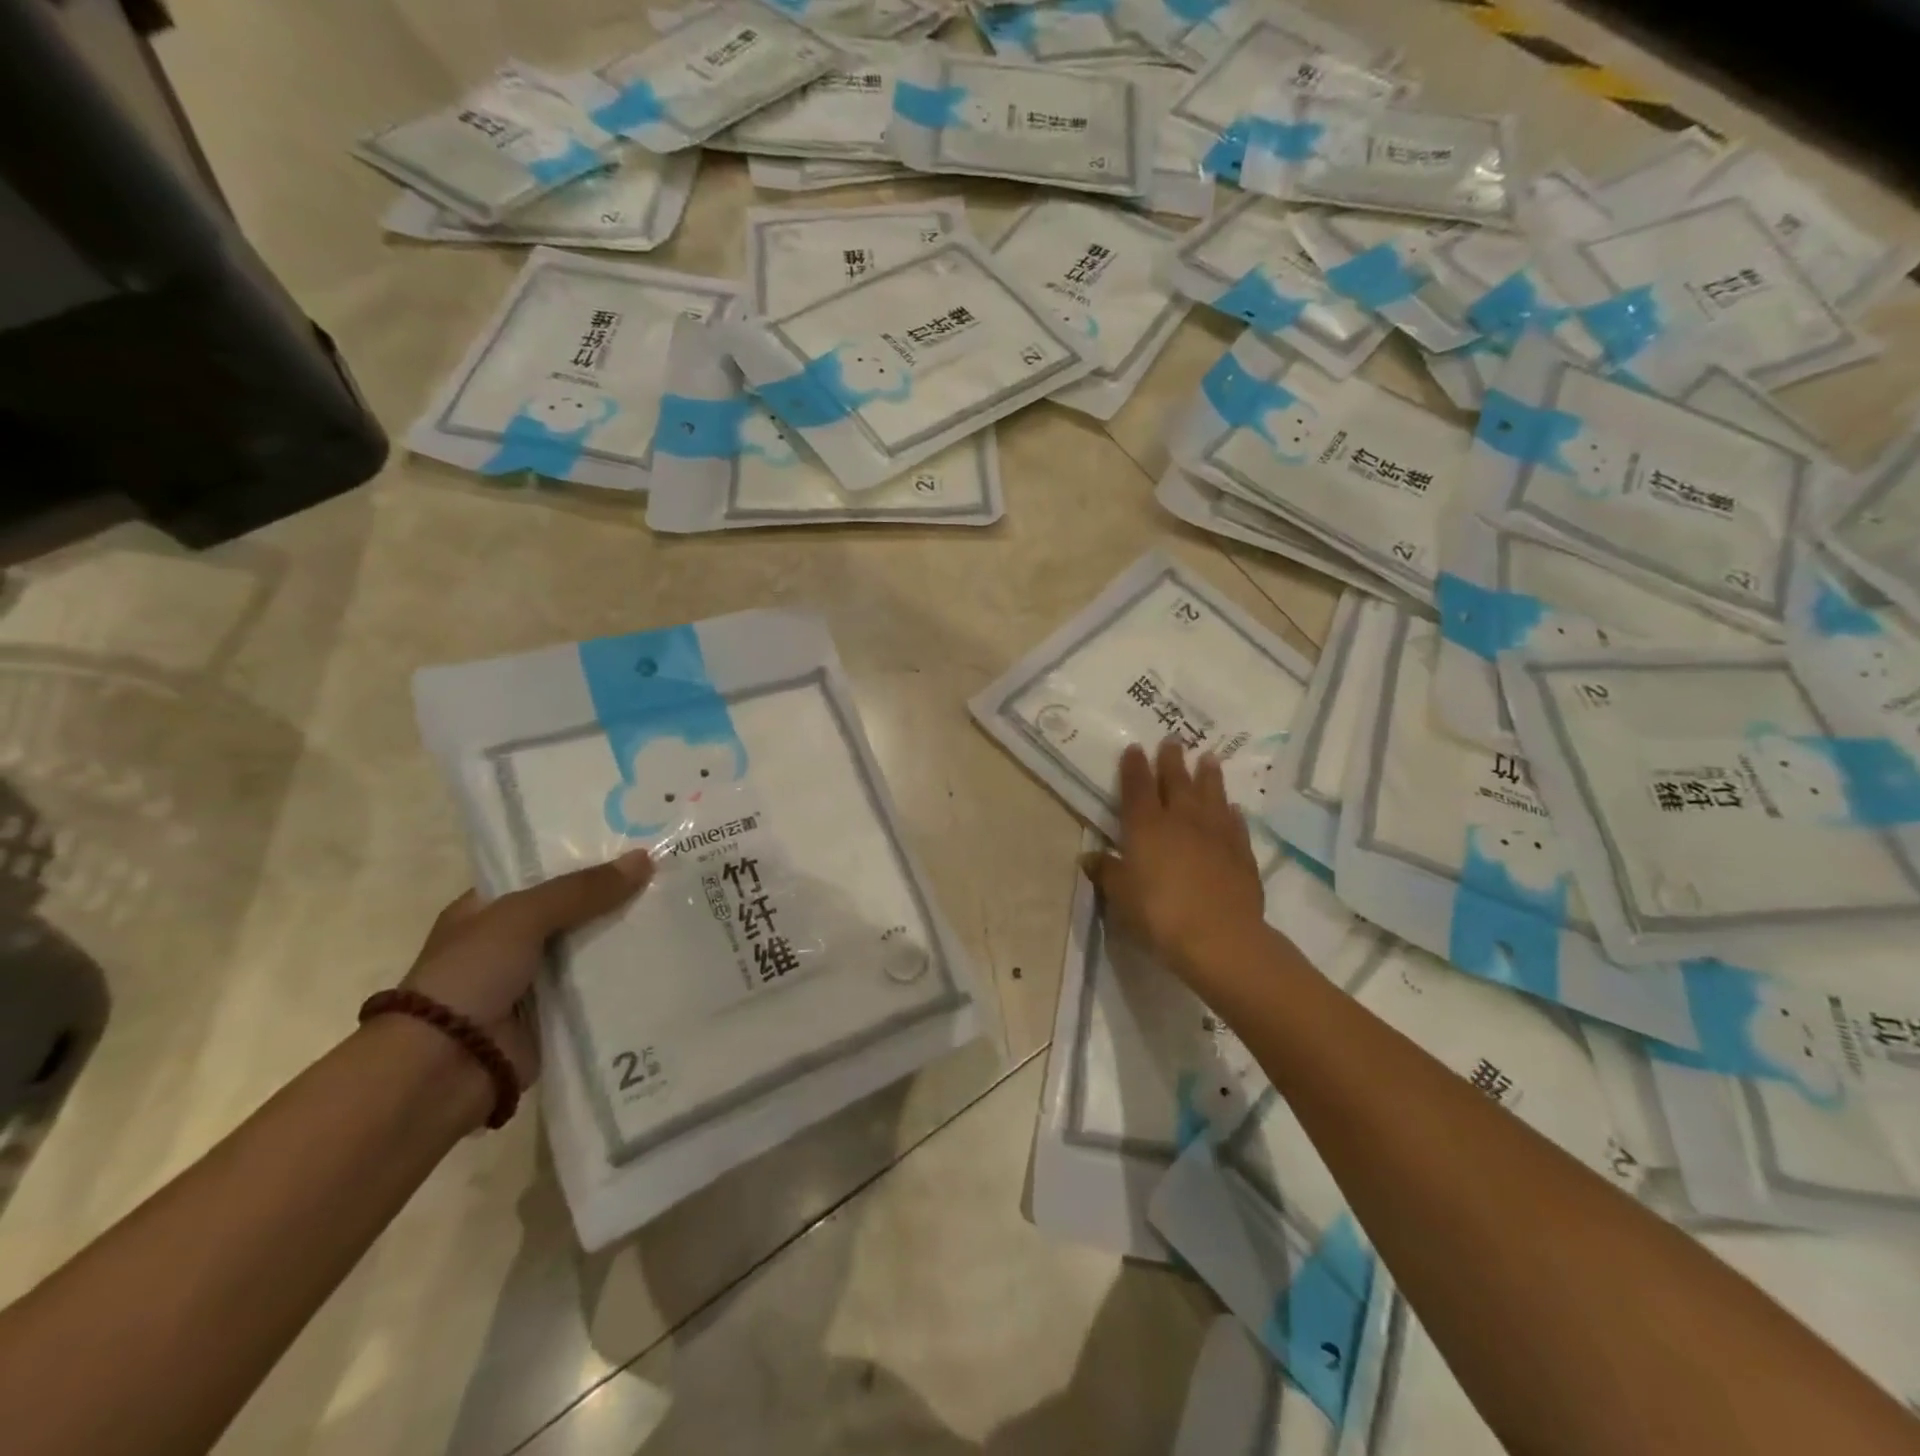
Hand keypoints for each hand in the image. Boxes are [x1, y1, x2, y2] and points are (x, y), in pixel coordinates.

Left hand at [400, 848, 654, 1082]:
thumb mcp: (523, 917)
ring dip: (625, 938)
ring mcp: (534, 982)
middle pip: (574, 912)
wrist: (444, 1067)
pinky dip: (625, 978)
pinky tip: (665, 960)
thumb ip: (582, 889)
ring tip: (678, 914)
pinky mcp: (556, 1016)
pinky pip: (598, 989)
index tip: (635, 846)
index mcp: (487, 911)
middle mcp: (510, 944)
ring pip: (590, 950)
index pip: (544, 873)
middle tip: (668, 877)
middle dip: (615, 898)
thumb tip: (645, 859)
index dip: (584, 859)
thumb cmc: (470, 976)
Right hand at [1084, 740, 1265, 984]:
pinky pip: (1235, 825)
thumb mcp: (1121, 896)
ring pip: (1211, 795)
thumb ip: (1107, 872)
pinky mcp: (1241, 853)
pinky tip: (1232, 808)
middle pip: (1176, 782)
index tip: (1135, 748)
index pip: (1137, 788)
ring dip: (1209, 776)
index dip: (1134, 767)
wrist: (1219, 936)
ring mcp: (1215, 834)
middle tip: (1173, 740)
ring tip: (1209, 758)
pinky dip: (1231, 813)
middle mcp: (1181, 820)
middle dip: (1172, 760)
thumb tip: (1089, 858)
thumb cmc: (1159, 913)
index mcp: (1146, 827)